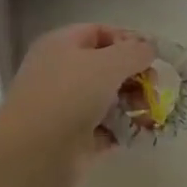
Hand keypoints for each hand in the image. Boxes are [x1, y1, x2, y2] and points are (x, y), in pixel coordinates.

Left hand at [0, 24, 156, 186]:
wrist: (34, 153)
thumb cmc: (69, 96)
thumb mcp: (108, 63)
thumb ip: (135, 52)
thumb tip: (149, 49)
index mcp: (62, 45)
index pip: (100, 32)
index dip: (128, 40)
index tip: (152, 55)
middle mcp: (63, 73)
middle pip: (107, 67)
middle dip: (134, 75)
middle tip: (153, 87)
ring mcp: (67, 107)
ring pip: (108, 99)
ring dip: (133, 103)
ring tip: (149, 112)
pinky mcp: (75, 139)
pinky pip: (107, 129)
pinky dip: (124, 129)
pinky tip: (141, 131)